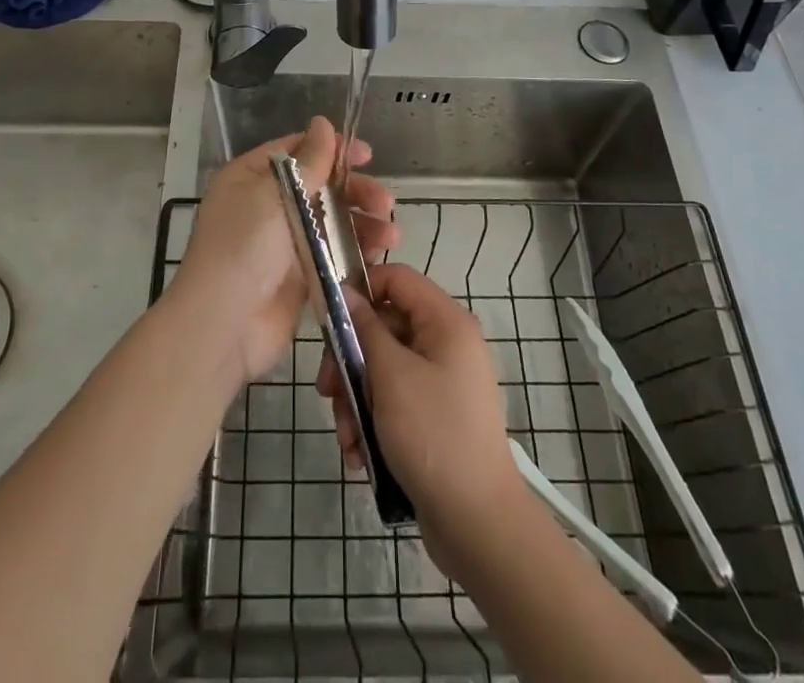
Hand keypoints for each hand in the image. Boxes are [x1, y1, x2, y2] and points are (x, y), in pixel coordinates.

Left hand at [171, 115, 397, 384]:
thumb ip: (307, 162)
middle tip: (385, 202)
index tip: (367, 156)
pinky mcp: (300, 276)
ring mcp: (284, 242)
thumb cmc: (243, 248)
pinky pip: (333, 255)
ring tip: (391, 235)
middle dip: (355, 192)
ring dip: (362, 224)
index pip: (297, 152)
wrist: (223, 325)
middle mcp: (267, 206)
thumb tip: (322, 122)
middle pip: (320, 187)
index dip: (333, 149)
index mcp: (252, 178)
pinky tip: (378, 255)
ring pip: (331, 222)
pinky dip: (356, 253)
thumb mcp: (274, 195)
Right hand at [324, 264, 524, 578]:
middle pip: (384, 327)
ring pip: (383, 369)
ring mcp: (441, 382)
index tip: (328, 317)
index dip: (361, 288)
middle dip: (350, 359)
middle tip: (326, 390)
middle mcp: (446, 344)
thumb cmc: (434, 435)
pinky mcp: (434, 417)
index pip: (397, 278)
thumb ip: (365, 328)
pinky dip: (372, 422)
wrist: (478, 525)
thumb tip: (347, 291)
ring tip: (345, 436)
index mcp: (446, 322)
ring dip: (355, 399)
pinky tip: (358, 455)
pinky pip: (394, 402)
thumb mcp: (391, 376)